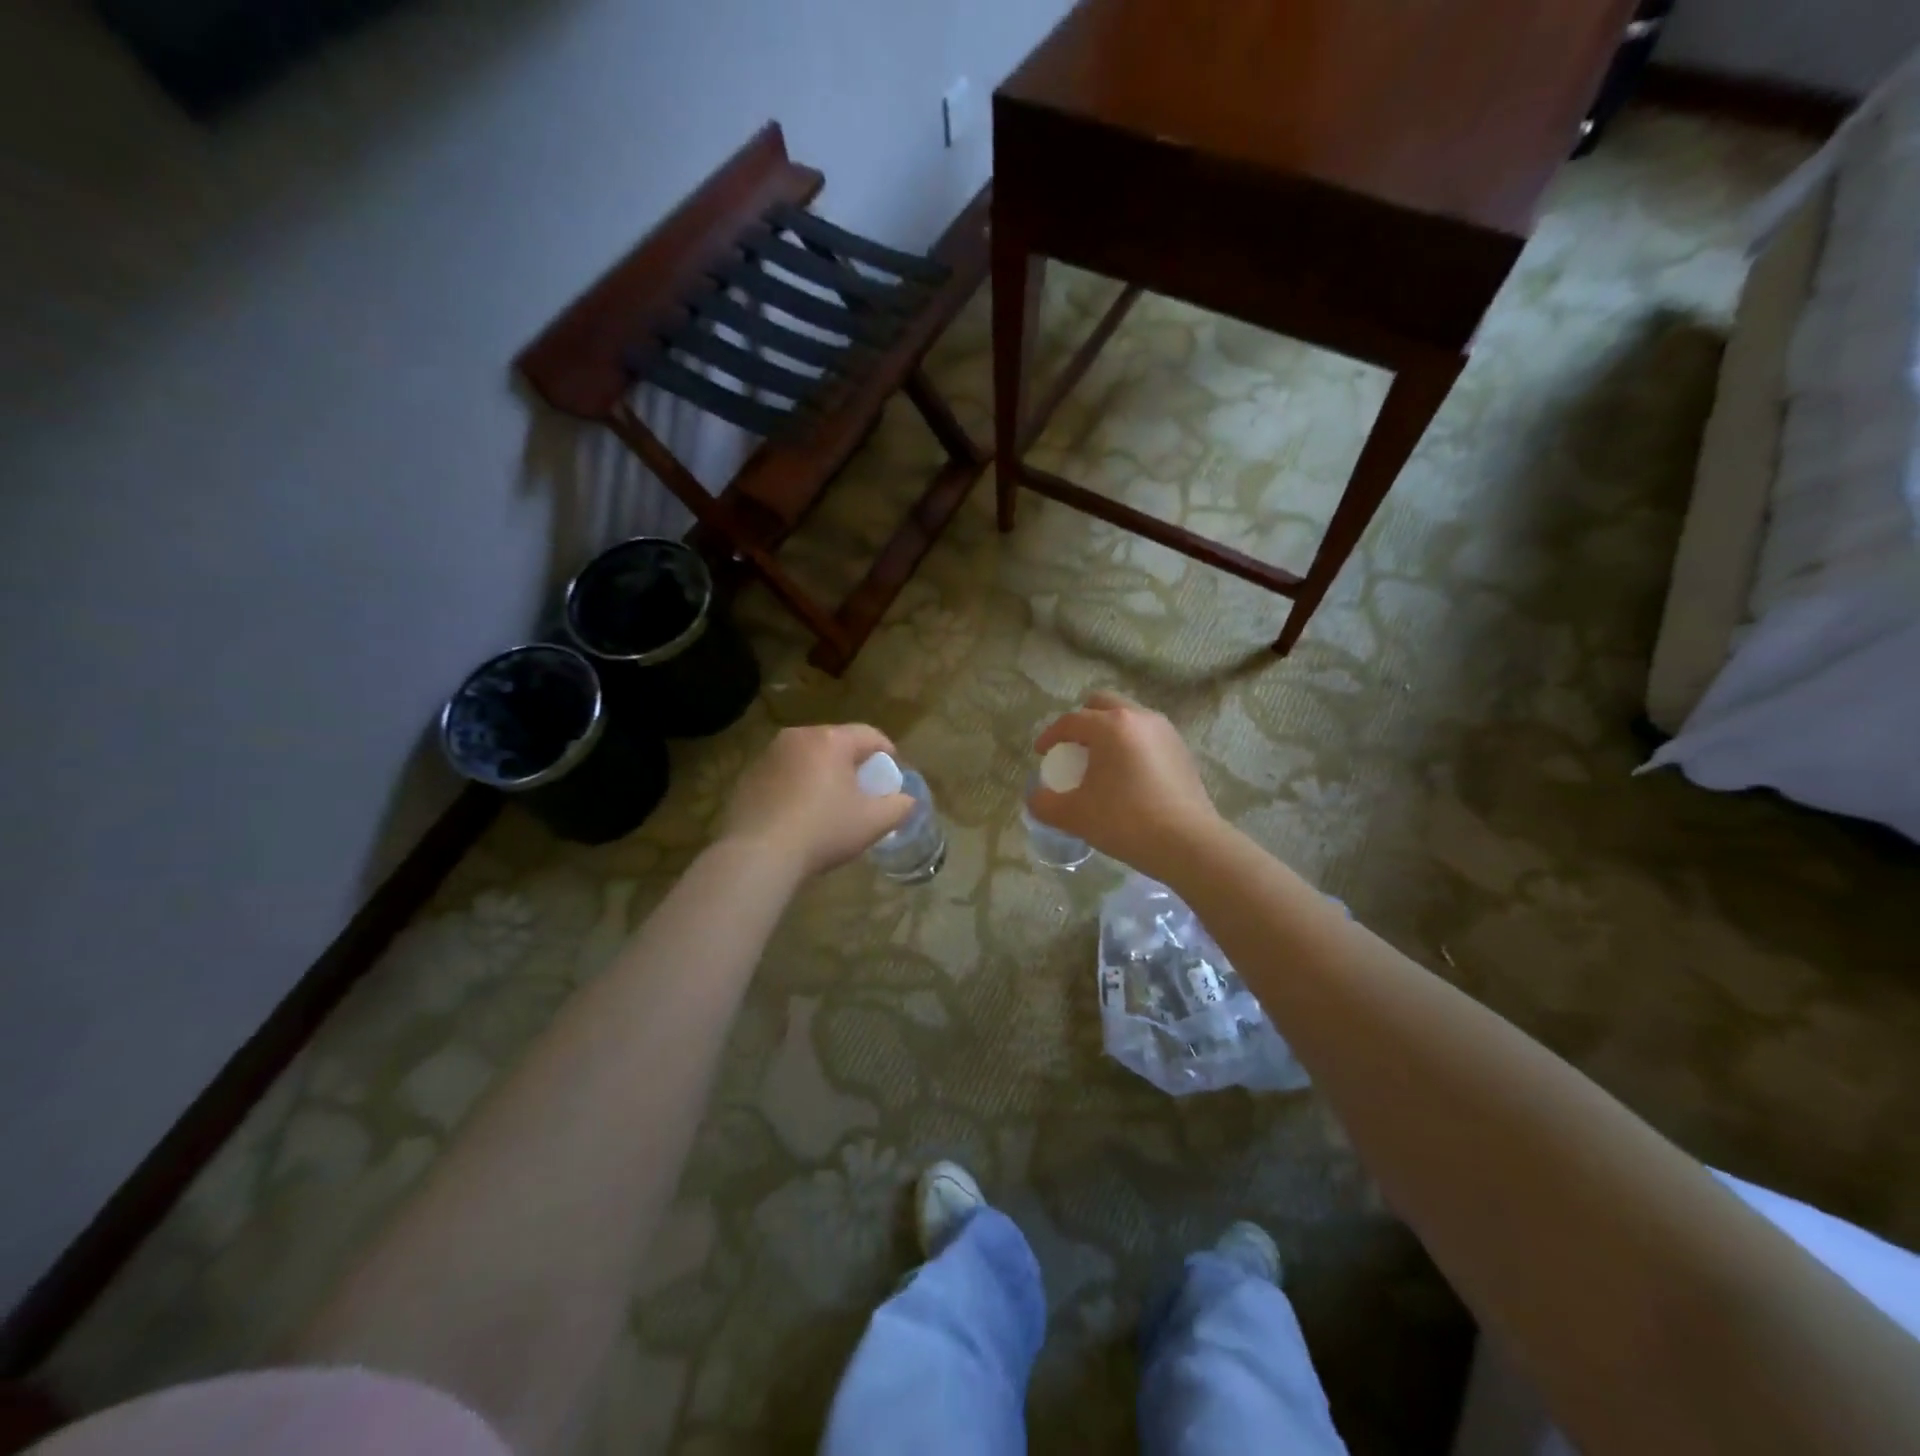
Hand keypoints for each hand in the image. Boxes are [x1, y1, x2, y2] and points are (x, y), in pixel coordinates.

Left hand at [719, 724, 914, 878]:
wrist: (758, 855)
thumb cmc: (824, 830)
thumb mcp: (874, 822)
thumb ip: (899, 806)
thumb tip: (906, 800)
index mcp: (831, 740)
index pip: (869, 735)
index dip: (887, 753)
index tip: (892, 776)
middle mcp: (798, 737)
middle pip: (836, 743)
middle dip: (853, 763)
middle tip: (863, 791)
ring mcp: (768, 755)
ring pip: (807, 758)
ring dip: (822, 774)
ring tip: (830, 804)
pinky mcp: (747, 776)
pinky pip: (783, 774)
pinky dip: (796, 787)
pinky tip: (799, 815)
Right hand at [1030, 693, 1222, 882]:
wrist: (1187, 843)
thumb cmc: (1125, 821)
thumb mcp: (1075, 816)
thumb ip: (1045, 803)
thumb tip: (1036, 796)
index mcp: (1110, 726)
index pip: (1071, 721)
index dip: (1051, 736)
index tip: (1042, 754)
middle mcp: (1139, 717)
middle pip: (1103, 703)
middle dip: (1082, 720)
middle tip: (1073, 747)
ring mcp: (1165, 731)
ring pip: (1129, 716)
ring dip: (1110, 730)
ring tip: (1102, 760)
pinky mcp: (1182, 750)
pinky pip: (1148, 735)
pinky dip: (1132, 744)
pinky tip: (1129, 774)